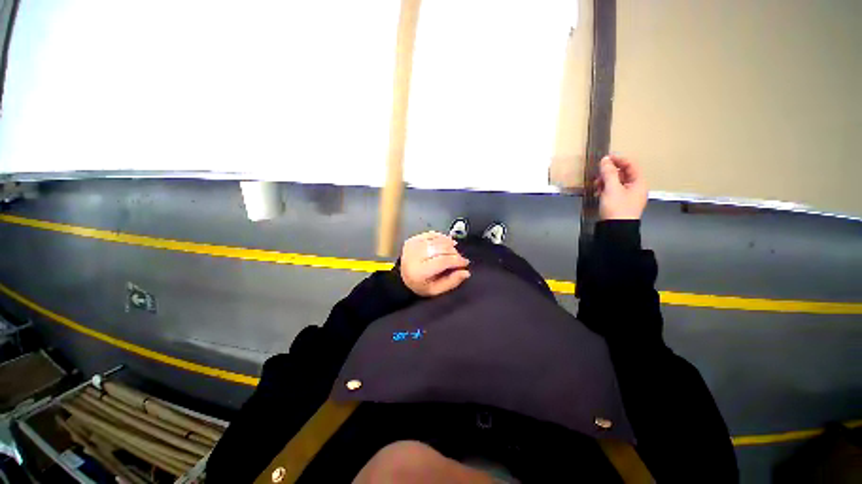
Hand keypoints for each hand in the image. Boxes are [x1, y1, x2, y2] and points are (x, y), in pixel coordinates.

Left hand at [400, 231, 470, 296]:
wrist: (401, 278)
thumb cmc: (421, 286)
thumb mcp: (436, 290)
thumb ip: (452, 282)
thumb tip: (466, 272)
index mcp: (420, 272)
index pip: (443, 261)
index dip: (457, 260)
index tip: (465, 263)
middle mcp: (415, 256)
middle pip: (441, 249)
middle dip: (454, 253)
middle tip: (459, 259)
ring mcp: (413, 246)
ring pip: (437, 240)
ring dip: (449, 244)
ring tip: (453, 251)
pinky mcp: (412, 240)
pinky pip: (431, 234)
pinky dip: (441, 237)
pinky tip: (446, 242)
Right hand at [597, 154, 647, 220]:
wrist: (616, 234)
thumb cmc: (617, 209)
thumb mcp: (612, 188)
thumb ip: (608, 171)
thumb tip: (605, 160)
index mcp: (639, 183)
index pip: (631, 163)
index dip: (619, 158)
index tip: (606, 159)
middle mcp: (636, 188)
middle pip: (624, 172)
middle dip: (611, 170)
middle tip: (600, 172)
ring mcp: (630, 197)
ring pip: (619, 181)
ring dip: (607, 179)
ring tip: (597, 183)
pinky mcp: (623, 203)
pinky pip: (616, 190)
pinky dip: (607, 188)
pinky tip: (599, 191)